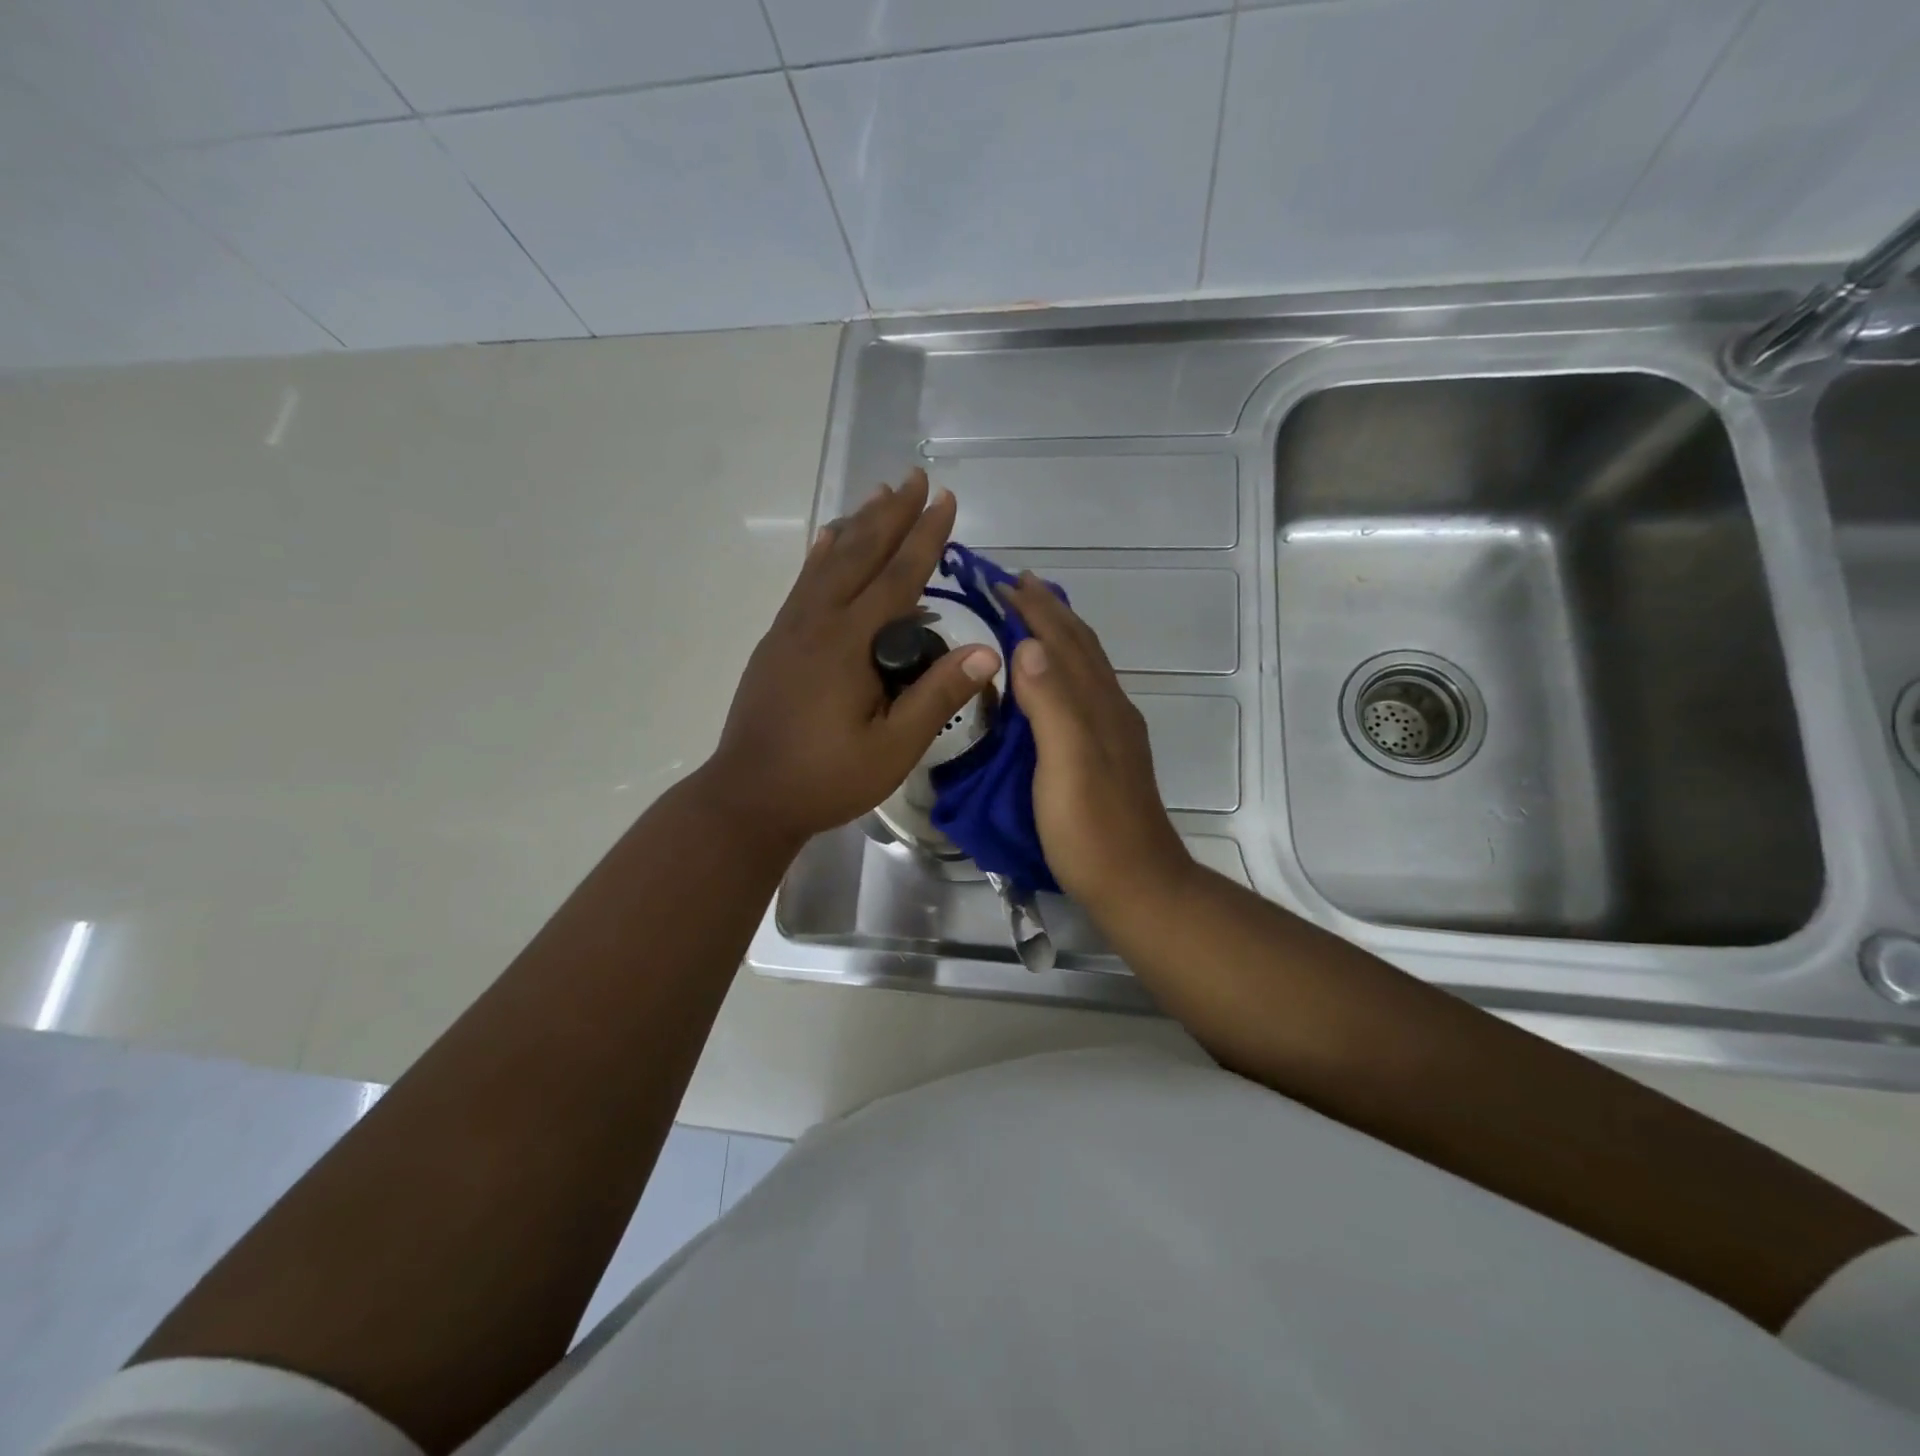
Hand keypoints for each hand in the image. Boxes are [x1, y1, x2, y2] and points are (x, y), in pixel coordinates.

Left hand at [697, 470, 999, 850]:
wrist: (748, 797)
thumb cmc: (825, 778)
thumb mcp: (893, 748)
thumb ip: (937, 697)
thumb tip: (987, 652)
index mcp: (848, 643)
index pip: (897, 577)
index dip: (924, 537)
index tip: (945, 499)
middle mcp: (817, 622)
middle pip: (859, 555)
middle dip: (891, 514)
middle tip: (914, 477)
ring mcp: (791, 629)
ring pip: (828, 562)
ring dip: (857, 526)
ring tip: (878, 495)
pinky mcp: (777, 642)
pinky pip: (805, 583)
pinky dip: (822, 554)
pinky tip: (828, 541)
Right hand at [1000, 575, 1193, 916]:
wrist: (1137, 885)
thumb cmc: (1092, 830)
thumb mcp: (1066, 764)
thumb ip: (1050, 703)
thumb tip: (1028, 643)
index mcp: (1097, 704)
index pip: (1062, 640)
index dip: (1034, 608)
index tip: (1001, 578)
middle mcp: (1109, 708)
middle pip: (1079, 646)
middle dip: (1047, 610)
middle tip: (1014, 585)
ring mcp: (1112, 732)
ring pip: (1085, 666)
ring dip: (1057, 634)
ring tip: (1031, 617)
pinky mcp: (1106, 755)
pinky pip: (1083, 692)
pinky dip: (1063, 668)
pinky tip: (1050, 680)